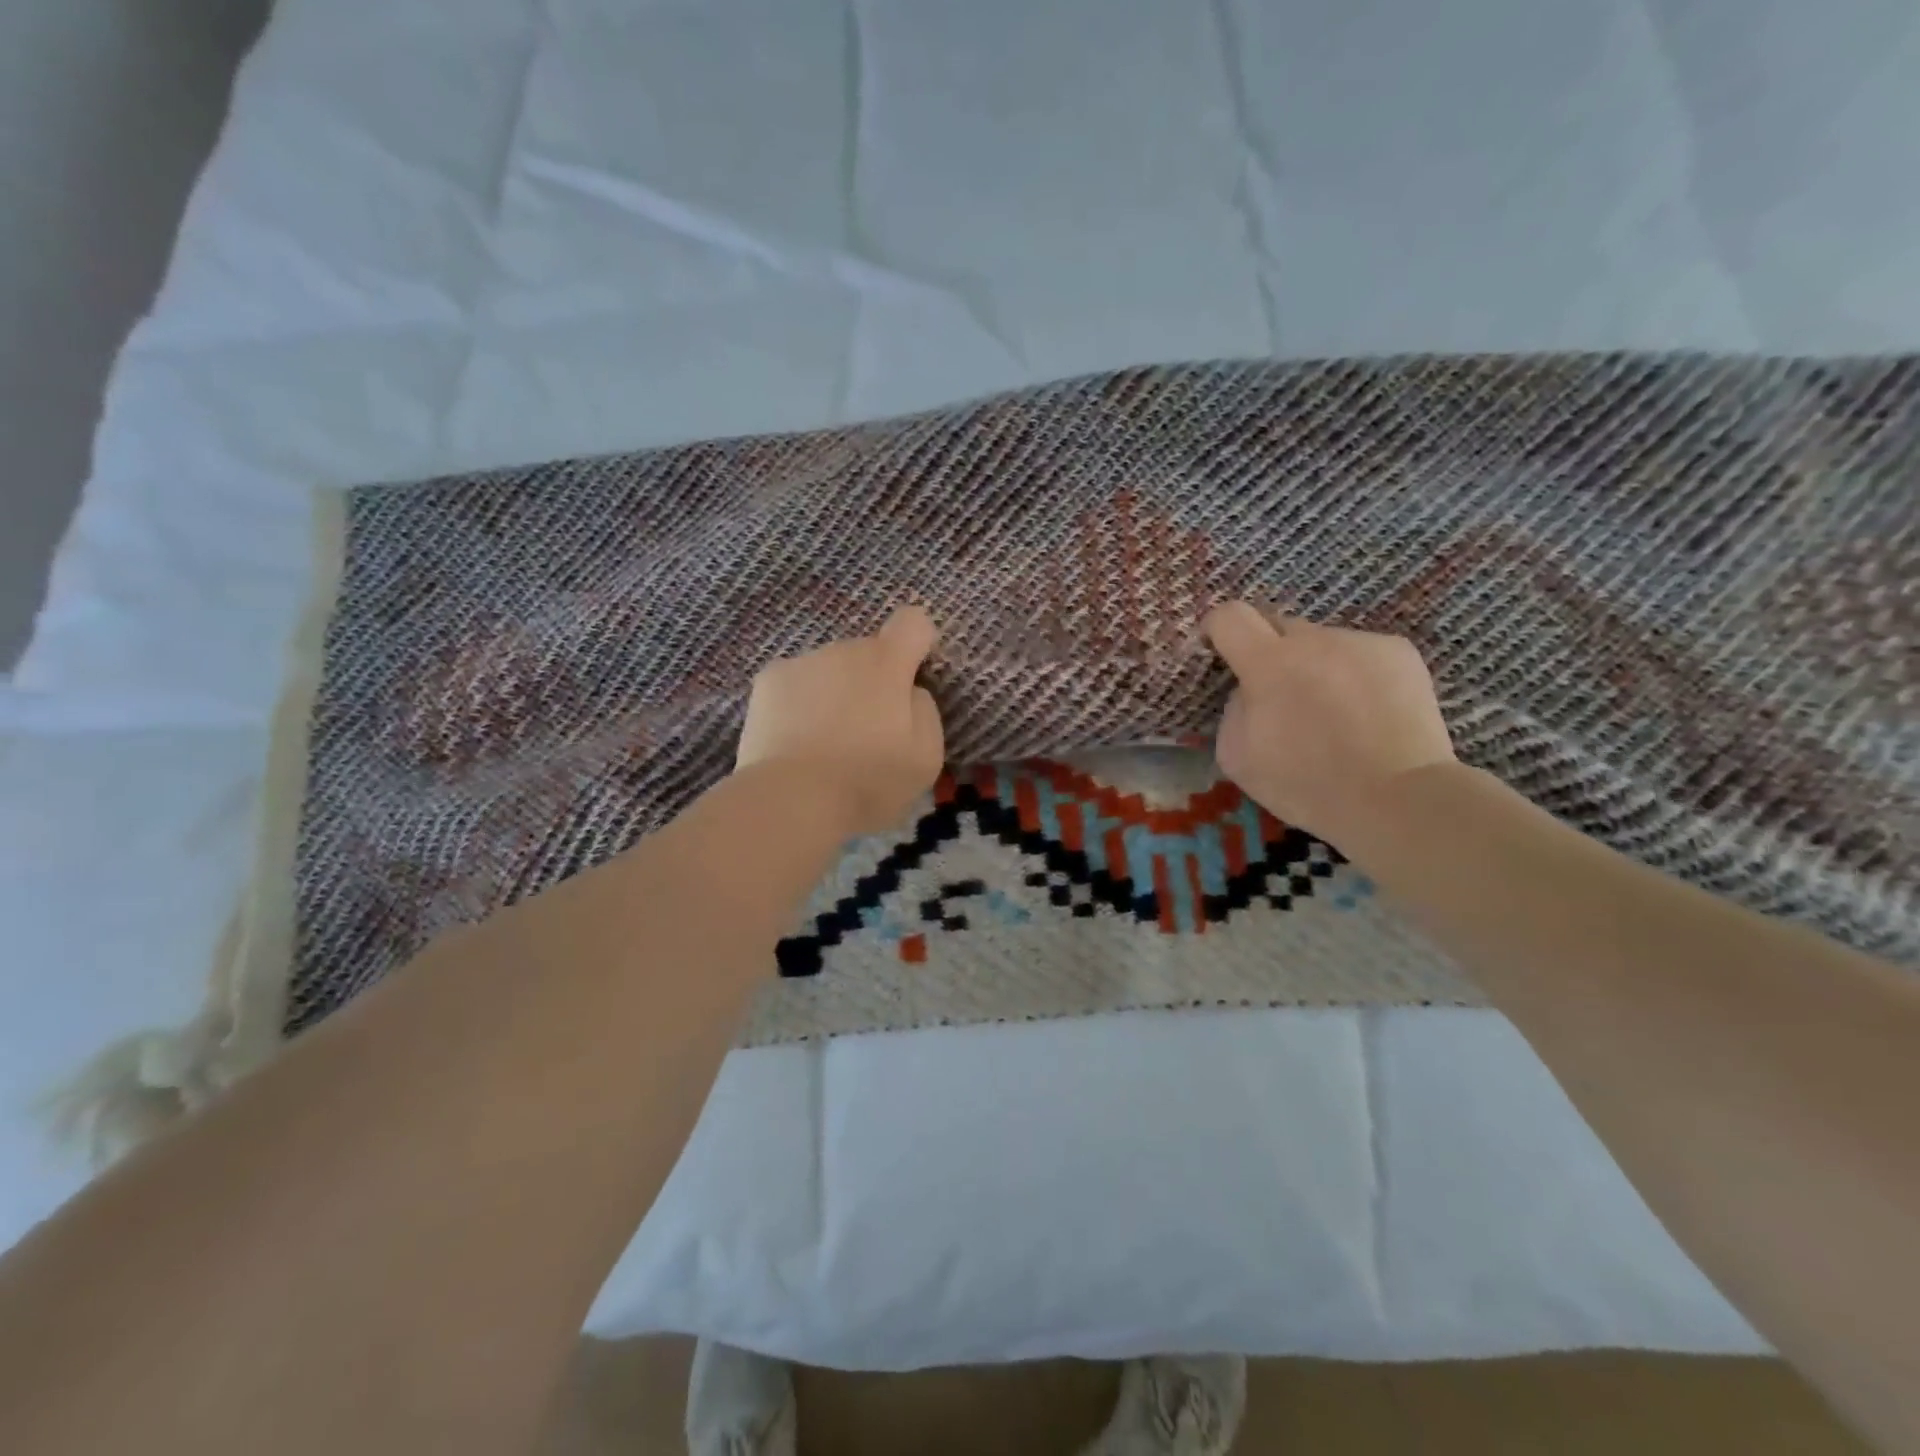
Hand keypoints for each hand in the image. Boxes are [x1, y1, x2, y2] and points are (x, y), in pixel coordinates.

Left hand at [735, 606, 944, 835]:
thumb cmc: (869, 780)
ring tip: (827, 743)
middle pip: (868, 653)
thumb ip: (925, 711)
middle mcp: (844, 650)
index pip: (913, 623)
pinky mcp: (767, 682)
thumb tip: (910, 692)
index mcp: (887, 663)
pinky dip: (800, 703)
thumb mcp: (926, 757)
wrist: (792, 799)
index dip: (918, 643)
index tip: (912, 678)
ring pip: (830, 669)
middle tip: (868, 732)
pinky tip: (796, 740)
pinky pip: (796, 684)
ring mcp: (801, 662)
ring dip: (835, 692)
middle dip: (873, 681)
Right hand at [1204, 601, 1455, 843]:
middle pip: (1279, 626)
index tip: (1221, 650)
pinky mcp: (1400, 652)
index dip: (1219, 629)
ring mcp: (1360, 642)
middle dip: (1272, 653)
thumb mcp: (1237, 757)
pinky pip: (1361, 654)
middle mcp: (1314, 640)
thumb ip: (1234, 709)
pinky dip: (1356, 675)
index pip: (1230, 617)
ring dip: (1317, 665)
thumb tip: (1249, 690)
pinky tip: (1368, 713)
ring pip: (1323, 643)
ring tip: (1335, 712)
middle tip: (1282, 695)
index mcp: (1267, 664)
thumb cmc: (1306, 785)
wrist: (1397, 799)